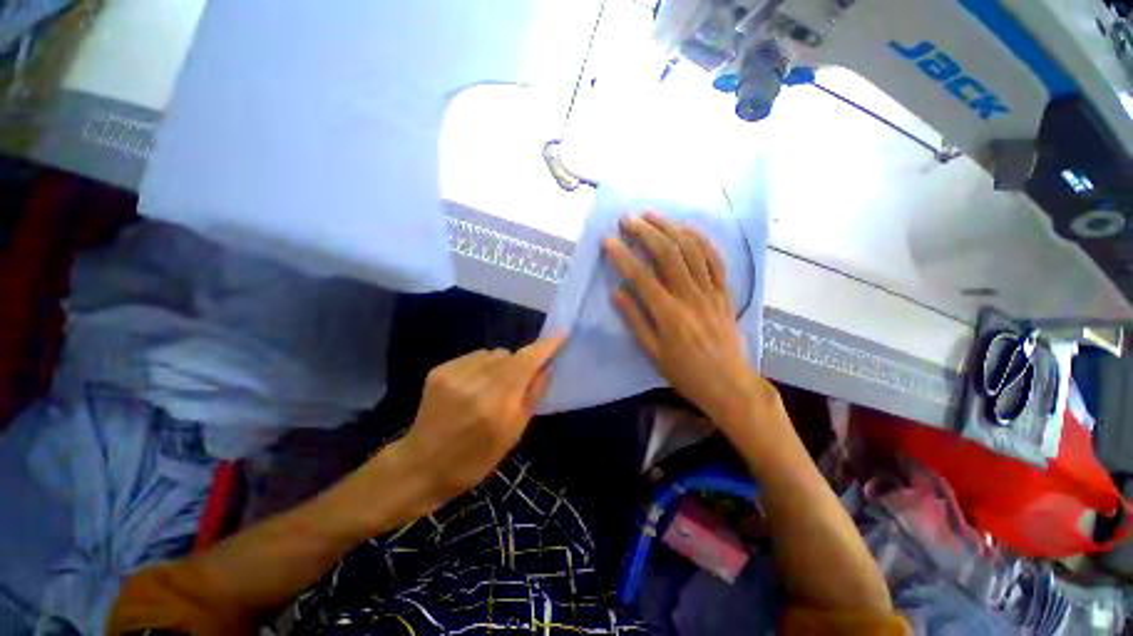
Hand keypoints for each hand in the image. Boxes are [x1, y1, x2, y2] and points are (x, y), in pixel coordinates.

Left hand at [388, 337, 565, 508]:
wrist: (421, 466)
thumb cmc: (475, 459)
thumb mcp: (513, 434)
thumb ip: (532, 395)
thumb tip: (547, 366)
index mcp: (497, 404)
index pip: (526, 362)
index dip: (546, 346)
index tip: (562, 333)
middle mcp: (475, 383)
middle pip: (510, 355)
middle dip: (520, 363)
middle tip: (515, 384)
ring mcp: (453, 374)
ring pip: (492, 353)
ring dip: (500, 365)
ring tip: (491, 387)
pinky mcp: (439, 370)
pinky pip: (473, 357)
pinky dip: (481, 366)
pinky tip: (472, 386)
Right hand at [605, 213, 774, 422]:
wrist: (729, 384)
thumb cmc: (686, 373)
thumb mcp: (653, 353)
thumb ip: (635, 320)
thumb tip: (616, 292)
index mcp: (669, 314)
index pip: (641, 277)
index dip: (622, 256)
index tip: (608, 241)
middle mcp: (690, 296)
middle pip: (668, 254)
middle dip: (646, 232)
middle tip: (628, 219)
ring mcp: (711, 291)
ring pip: (691, 250)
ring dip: (671, 228)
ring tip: (652, 215)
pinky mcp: (724, 292)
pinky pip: (715, 260)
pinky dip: (701, 240)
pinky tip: (687, 229)